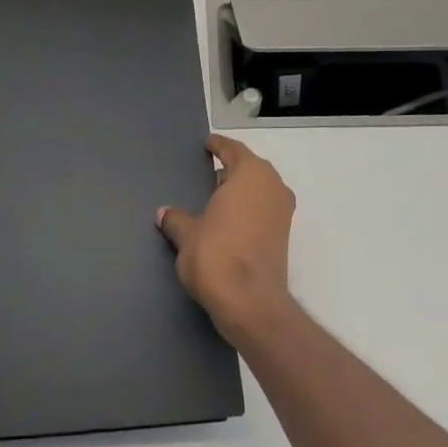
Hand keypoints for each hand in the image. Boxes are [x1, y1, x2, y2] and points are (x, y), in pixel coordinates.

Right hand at [157, 135, 296, 344]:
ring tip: (213, 203)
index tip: (208, 144)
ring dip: (240, 195)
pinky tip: (226, 225)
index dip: (219, 146)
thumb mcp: (186, 235)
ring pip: (259, 192)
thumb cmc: (215, 256)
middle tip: (206, 177)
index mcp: (251, 175)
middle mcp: (273, 187)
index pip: (233, 150)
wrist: (249, 302)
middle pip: (250, 170)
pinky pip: (263, 212)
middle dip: (230, 172)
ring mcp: (283, 213)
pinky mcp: (283, 238)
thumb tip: (165, 213)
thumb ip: (176, 219)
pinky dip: (247, 213)